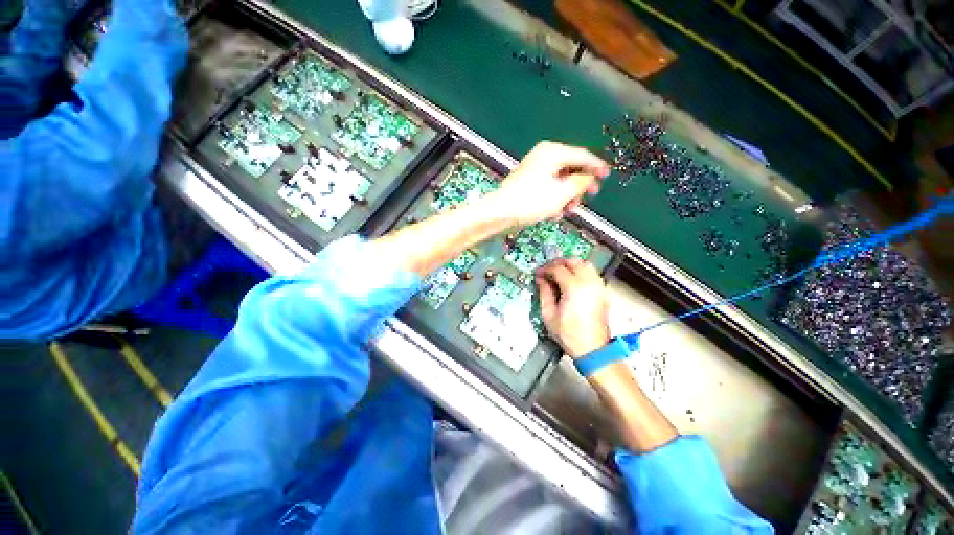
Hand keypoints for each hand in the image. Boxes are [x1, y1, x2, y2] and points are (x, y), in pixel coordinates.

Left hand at [484, 141, 609, 226]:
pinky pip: (547, 188)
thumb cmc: (530, 202)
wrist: (500, 213)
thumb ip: (580, 183)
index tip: (607, 175)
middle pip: (570, 168)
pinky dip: (553, 199)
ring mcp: (534, 170)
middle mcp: (543, 157)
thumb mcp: (561, 193)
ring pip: (559, 181)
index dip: (596, 166)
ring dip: (566, 196)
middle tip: (588, 197)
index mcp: (552, 153)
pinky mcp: (527, 183)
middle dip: (578, 187)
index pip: (581, 155)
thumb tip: (588, 177)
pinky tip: (553, 213)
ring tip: (567, 210)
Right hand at [535, 258, 610, 357]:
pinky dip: (581, 270)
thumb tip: (541, 280)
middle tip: (548, 269)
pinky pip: (592, 273)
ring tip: (559, 272)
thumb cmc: (569, 335)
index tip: (538, 273)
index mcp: (574, 288)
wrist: (592, 349)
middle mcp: (588, 283)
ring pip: (585, 264)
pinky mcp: (602, 292)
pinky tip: (572, 279)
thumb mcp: (549, 314)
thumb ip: (544, 293)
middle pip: (573, 261)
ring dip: (571, 264)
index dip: (545, 269)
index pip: (557, 269)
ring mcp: (598, 286)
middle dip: (558, 262)